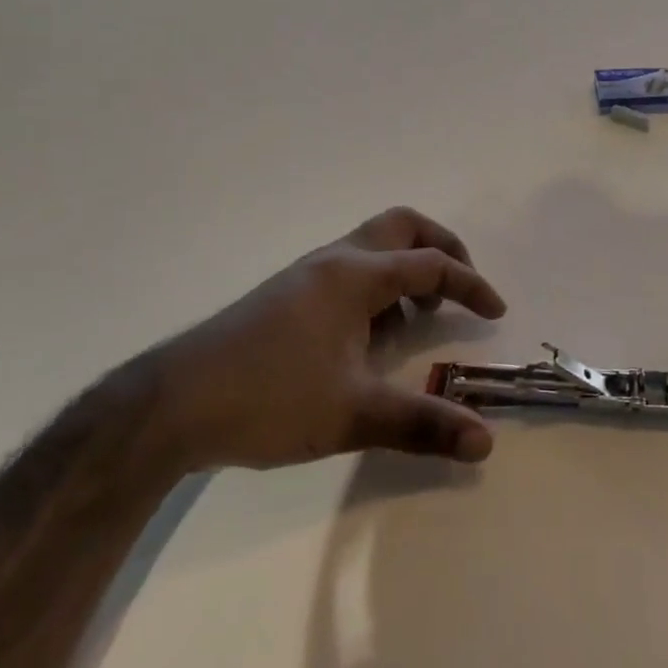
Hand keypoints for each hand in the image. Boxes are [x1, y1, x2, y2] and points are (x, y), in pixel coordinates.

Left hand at [138, 208, 506, 470]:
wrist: (172, 405)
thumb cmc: (270, 399)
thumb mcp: (352, 414)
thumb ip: (422, 424)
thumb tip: (485, 441)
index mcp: (356, 276)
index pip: (430, 266)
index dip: (470, 285)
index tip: (495, 312)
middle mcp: (334, 260)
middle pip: (402, 226)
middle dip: (441, 249)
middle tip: (461, 287)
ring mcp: (305, 274)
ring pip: (371, 246)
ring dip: (405, 269)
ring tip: (415, 321)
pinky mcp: (285, 295)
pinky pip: (348, 269)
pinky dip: (376, 285)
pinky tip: (366, 338)